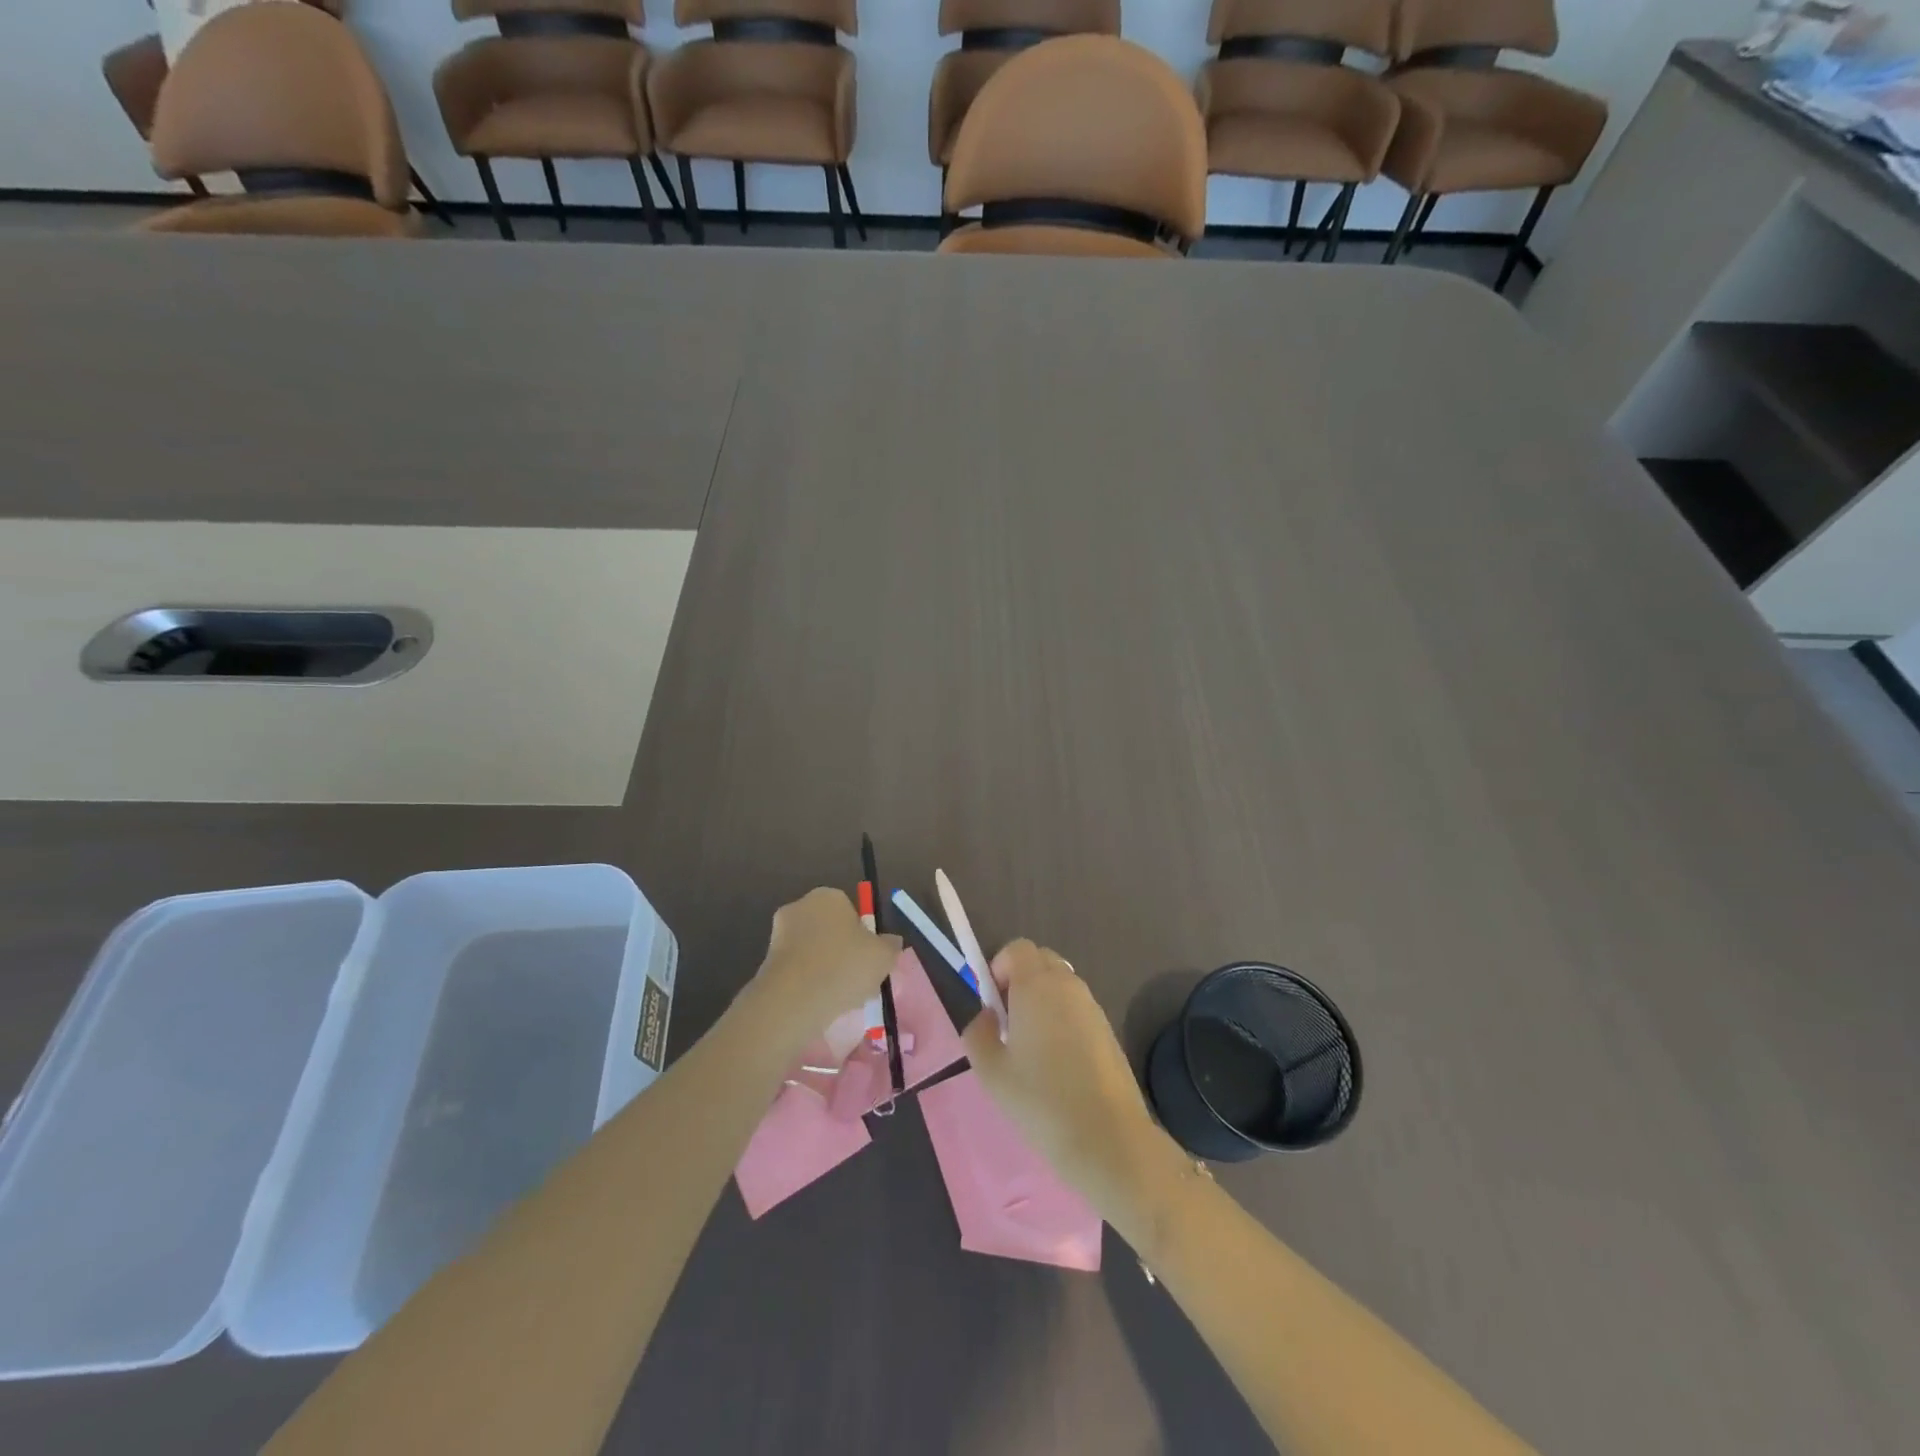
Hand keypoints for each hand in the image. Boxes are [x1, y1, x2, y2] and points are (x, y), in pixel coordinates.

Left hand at [748, 888, 900, 1044]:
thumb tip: (890, 942)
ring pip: (813, 951)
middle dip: (842, 951)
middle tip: (857, 979)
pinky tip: (818, 1003)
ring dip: (825, 968)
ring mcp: (779, 933)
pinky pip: (797, 969)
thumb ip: (890, 945)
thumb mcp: (883, 956)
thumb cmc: (843, 967)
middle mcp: (800, 906)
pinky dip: (808, 982)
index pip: (851, 911)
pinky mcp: (766, 961)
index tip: (869, 959)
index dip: (863, 936)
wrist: (792, 1000)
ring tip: (839, 997)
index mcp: (828, 896)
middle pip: (830, 929)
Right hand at [963, 940, 1164, 1209]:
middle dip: (1019, 980)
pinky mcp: (1107, 1029)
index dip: (999, 967)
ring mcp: (1092, 1006)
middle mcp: (1068, 985)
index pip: (1017, 948)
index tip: (992, 1004)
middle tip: (1007, 1024)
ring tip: (1032, 1050)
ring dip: (1041, 1001)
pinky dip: (1062, 1020)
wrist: (1108, 1139)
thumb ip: (978, 1033)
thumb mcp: (991, 1071)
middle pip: (1040, 960)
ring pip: (1059, 985)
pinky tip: (1058, 1065)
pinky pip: (1076, 1008)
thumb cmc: (1041, 1101)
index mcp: (1037, 985)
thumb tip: (987, 1017)